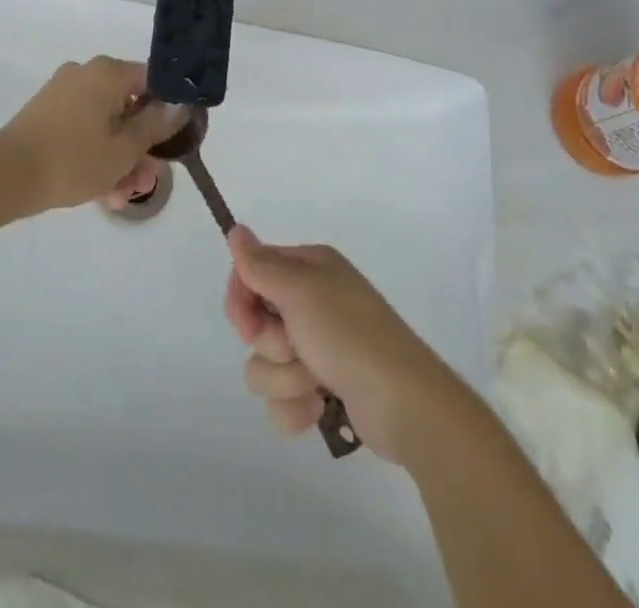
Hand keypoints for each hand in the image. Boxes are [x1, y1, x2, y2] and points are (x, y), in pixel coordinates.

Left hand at [0, 57, 177, 212]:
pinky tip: (103, 192)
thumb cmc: (73, 159)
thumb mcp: (125, 148)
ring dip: (120, 158)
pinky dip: (96, 153)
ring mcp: (64, 93)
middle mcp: (87, 73)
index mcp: (108, 72)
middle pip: (129, 106)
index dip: (167, 111)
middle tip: (145, 182)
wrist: (6, 176)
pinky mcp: (48, 113)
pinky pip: (84, 128)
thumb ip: (156, 124)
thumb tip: (180, 104)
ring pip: (107, 122)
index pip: (153, 81)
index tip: (171, 143)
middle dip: (141, 147)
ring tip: (121, 198)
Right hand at [224, 227, 457, 463]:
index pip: (252, 272)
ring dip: (285, 380)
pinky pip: (282, 400)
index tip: (247, 323)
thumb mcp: (300, 291)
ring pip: (265, 365)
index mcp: (309, 269)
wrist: (404, 404)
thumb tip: (235, 229)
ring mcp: (318, 347)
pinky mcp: (322, 389)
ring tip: (315, 384)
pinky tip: (319, 409)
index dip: (242, 300)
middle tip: (294, 348)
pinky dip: (295, 408)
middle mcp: (312, 302)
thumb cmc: (349, 335)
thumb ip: (261, 264)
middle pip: (256, 322)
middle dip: (269, 344)